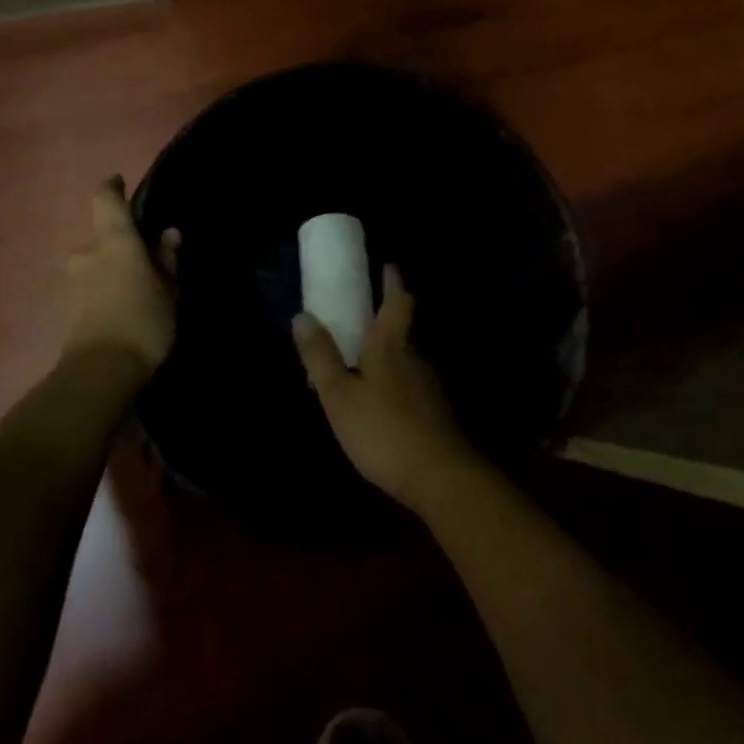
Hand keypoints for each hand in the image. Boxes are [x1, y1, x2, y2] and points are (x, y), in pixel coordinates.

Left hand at [63, 177, 179, 376]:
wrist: (100, 372)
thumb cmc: (143, 321)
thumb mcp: (168, 290)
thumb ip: (166, 260)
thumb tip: (168, 235)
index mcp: (114, 240)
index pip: (106, 199)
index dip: (112, 188)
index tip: (120, 183)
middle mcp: (87, 252)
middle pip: (104, 238)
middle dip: (122, 247)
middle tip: (148, 263)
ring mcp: (73, 280)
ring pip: (97, 265)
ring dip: (113, 271)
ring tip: (138, 292)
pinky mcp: (66, 307)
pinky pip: (91, 287)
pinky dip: (105, 291)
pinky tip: (123, 310)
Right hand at [292, 266, 476, 511]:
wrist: (441, 478)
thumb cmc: (383, 430)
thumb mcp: (339, 395)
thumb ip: (321, 357)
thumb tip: (302, 315)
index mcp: (391, 347)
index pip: (397, 302)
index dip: (392, 282)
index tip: (387, 266)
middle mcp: (416, 359)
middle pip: (403, 331)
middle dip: (385, 323)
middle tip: (360, 322)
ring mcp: (430, 388)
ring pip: (407, 362)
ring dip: (389, 358)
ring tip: (364, 366)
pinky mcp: (437, 415)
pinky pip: (411, 389)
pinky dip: (396, 386)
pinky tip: (382, 406)